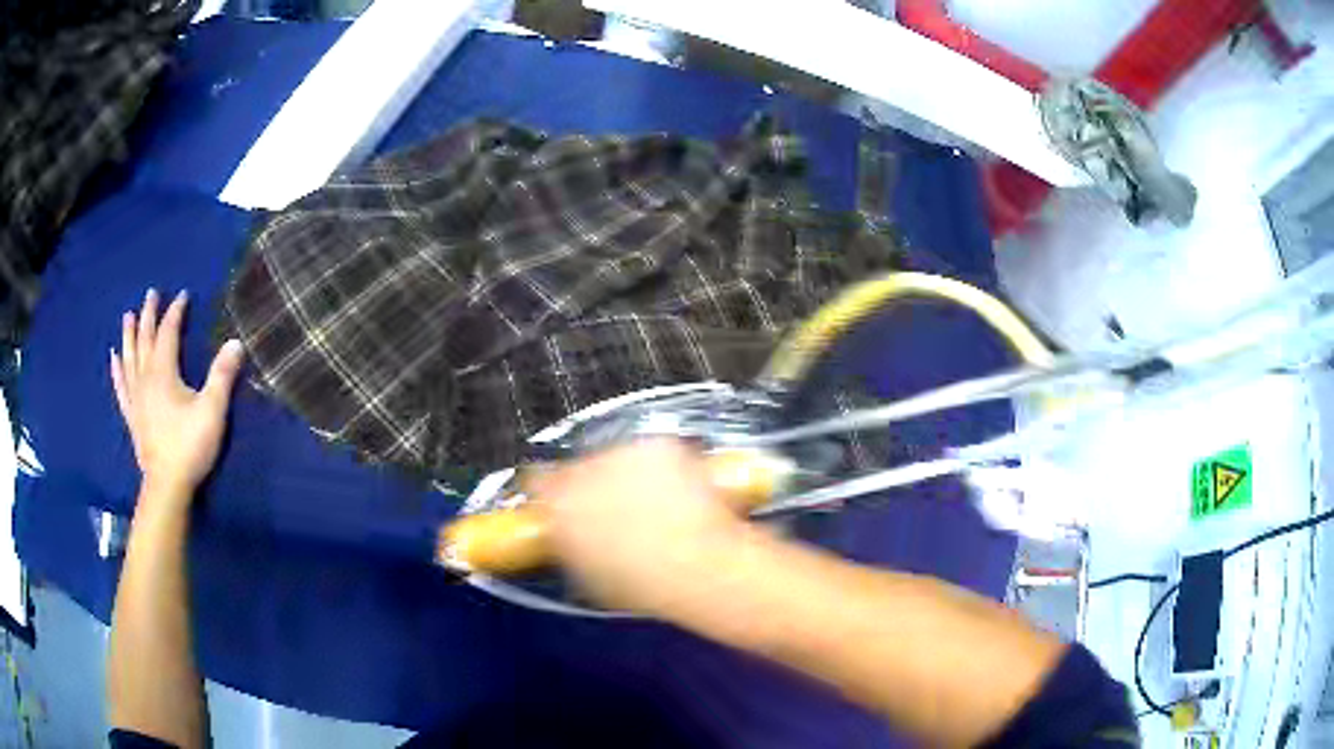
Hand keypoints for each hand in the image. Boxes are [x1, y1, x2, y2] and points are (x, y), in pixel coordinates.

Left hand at [110, 289, 244, 503]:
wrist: (167, 485)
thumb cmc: (189, 446)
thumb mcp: (212, 411)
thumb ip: (222, 375)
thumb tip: (236, 342)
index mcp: (163, 372)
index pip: (168, 333)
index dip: (175, 312)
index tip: (183, 295)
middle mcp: (145, 378)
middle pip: (145, 339)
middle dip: (149, 315)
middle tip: (151, 294)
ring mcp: (135, 398)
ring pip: (129, 358)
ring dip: (129, 335)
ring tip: (128, 317)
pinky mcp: (131, 416)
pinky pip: (121, 386)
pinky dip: (117, 369)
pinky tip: (114, 358)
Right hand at [527, 439, 749, 617]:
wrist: (697, 566)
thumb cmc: (640, 585)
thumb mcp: (588, 576)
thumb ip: (570, 544)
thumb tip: (571, 534)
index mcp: (557, 505)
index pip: (537, 482)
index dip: (552, 493)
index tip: (566, 505)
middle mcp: (581, 471)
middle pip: (579, 468)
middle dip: (594, 485)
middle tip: (619, 510)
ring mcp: (621, 453)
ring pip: (617, 458)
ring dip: (628, 475)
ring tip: (656, 503)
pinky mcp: (659, 444)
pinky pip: (654, 453)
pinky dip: (664, 467)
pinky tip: (680, 492)